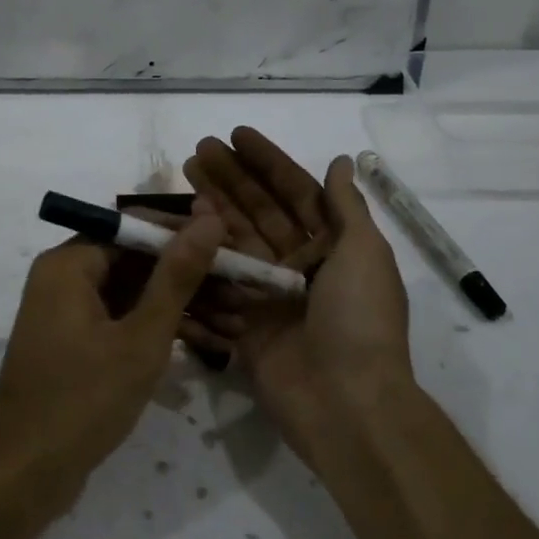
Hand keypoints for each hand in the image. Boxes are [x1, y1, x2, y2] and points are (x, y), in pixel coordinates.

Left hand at [0, 215, 225, 501]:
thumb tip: (209, 218)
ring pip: (138, 294)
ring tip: (241, 323)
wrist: (24, 476)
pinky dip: (163, 331)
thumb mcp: (141, 337)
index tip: (235, 250)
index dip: (189, 237)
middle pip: (140, 262)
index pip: (138, 229)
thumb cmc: (83, 400)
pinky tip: (213, 345)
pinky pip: (127, 321)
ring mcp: (72, 313)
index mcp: (70, 264)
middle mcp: (66, 278)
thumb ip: (177, 276)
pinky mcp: (79, 344)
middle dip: (195, 278)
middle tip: (246, 291)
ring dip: (187, 307)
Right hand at [183, 130, 415, 461]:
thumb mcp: (365, 254)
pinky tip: (173, 235)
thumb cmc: (359, 320)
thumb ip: (346, 208)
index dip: (266, 163)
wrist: (347, 403)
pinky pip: (216, 288)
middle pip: (257, 213)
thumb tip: (340, 162)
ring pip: (232, 244)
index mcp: (331, 247)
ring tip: (180, 181)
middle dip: (230, 180)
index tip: (235, 135)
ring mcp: (268, 296)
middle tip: (196, 151)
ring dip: (208, 212)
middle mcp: (298, 266)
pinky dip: (197, 263)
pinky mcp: (243, 327)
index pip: (294, 193)